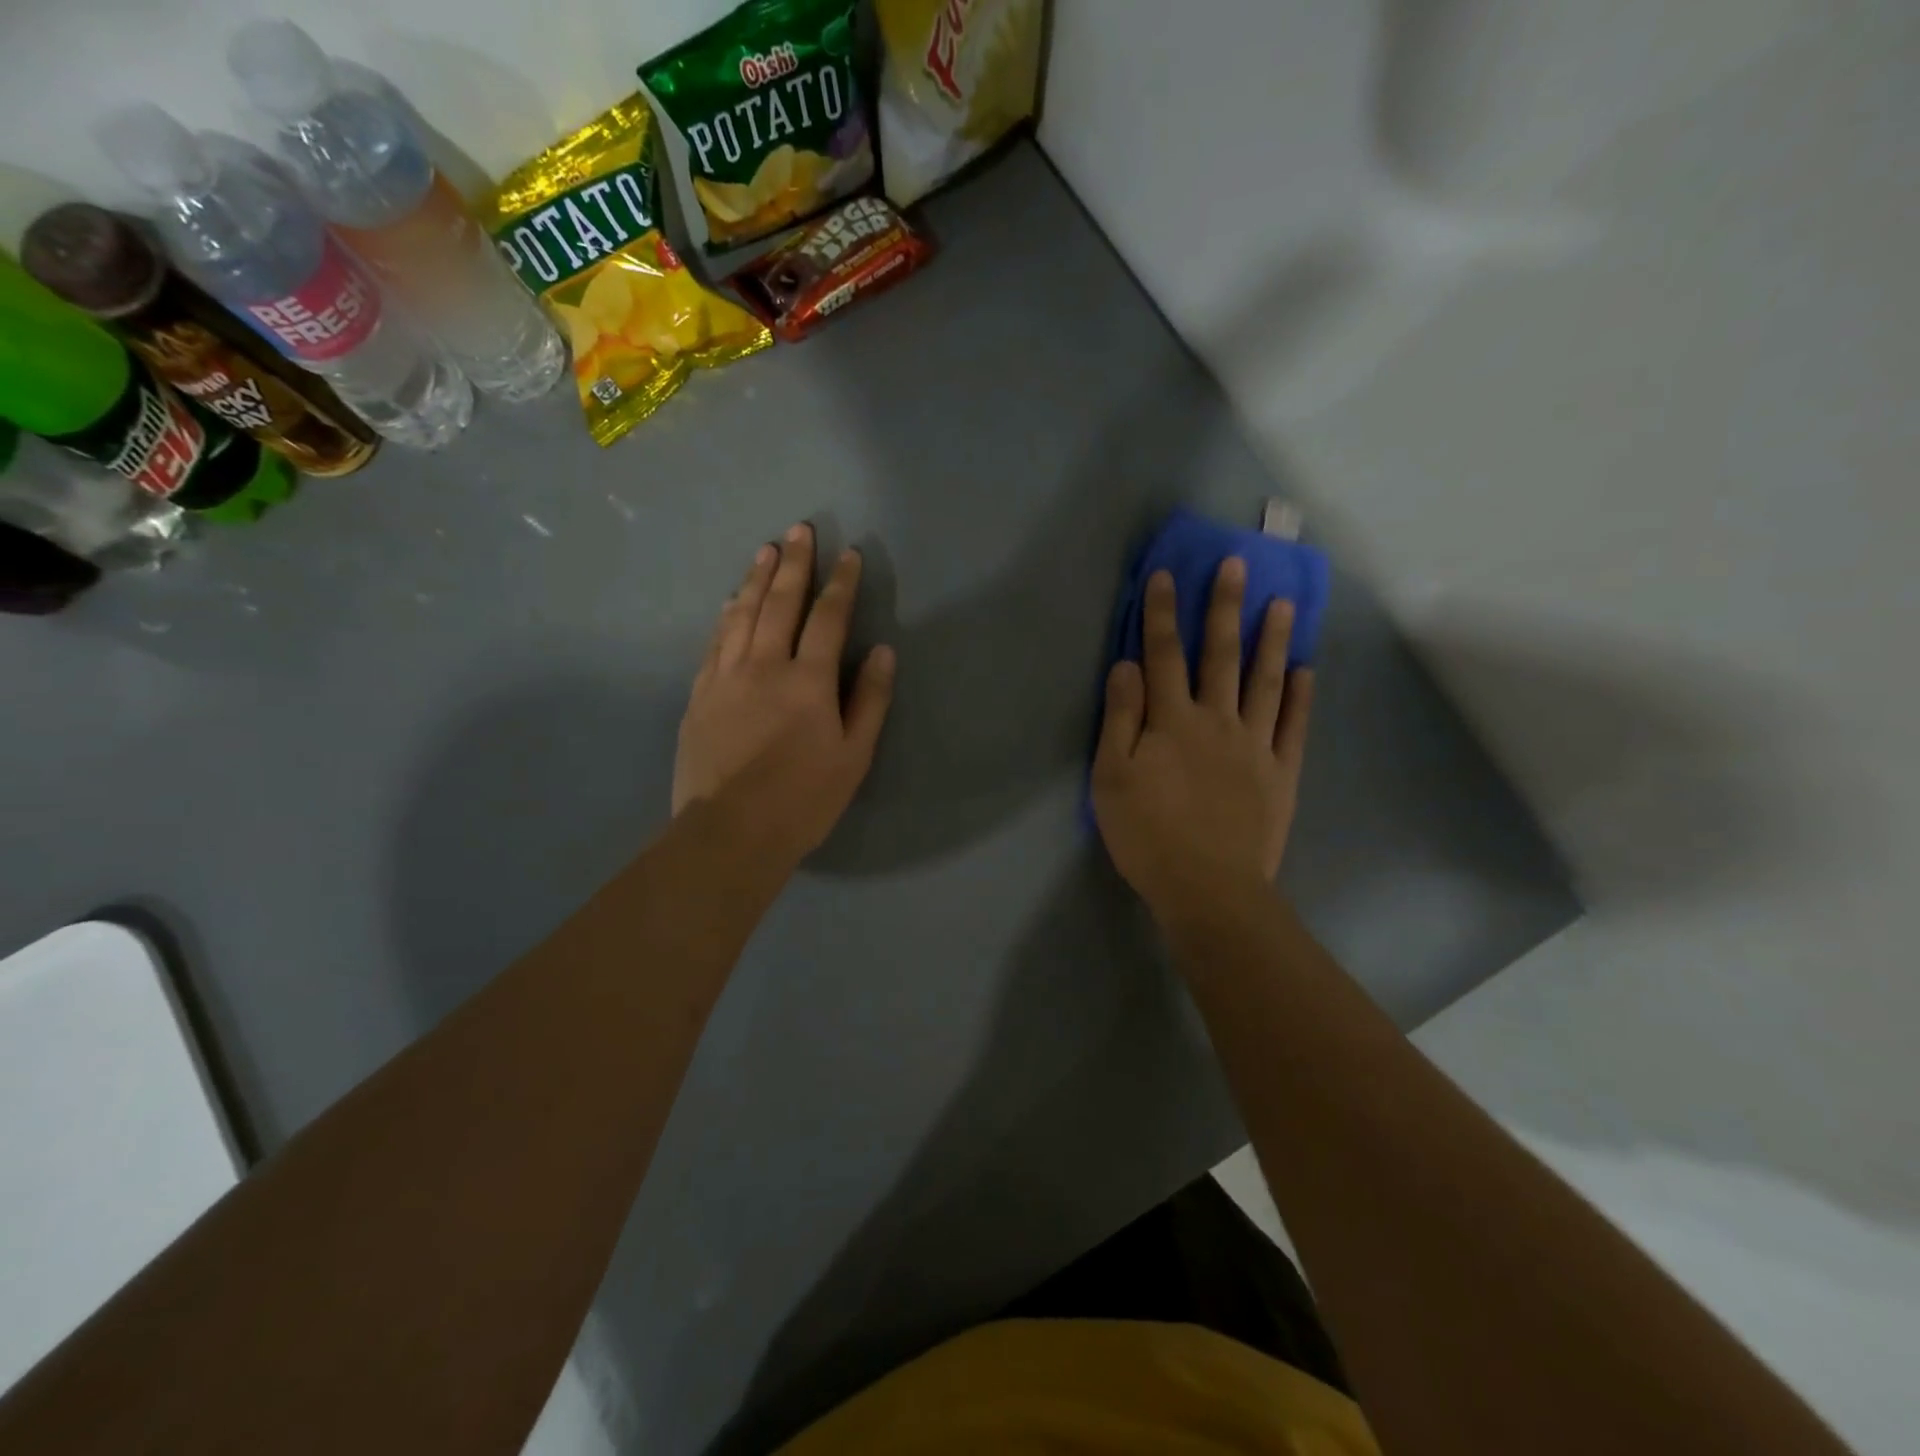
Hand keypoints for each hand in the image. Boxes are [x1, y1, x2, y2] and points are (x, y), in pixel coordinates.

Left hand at [674, 522, 894, 863]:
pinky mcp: (699, 695)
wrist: (729, 833)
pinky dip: (726, 615)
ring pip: (741, 614)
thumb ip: (869, 700)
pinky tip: (730, 602)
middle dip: (794, 563)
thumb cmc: (803, 799)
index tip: (849, 555)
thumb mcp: (853, 756)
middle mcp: (764, 666)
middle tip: (799, 529)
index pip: (828, 618)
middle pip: (780, 602)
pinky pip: (714, 642)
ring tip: (765, 550)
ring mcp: (725, 677)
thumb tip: (882, 652)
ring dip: (756, 579)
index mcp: (807, 681)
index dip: (841, 583)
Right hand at [1091, 559, 1314, 926]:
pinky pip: (1293, 727)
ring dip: (1271, 640)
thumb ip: (1120, 718)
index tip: (1166, 575)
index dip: (1162, 614)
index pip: (1163, 655)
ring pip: (1264, 682)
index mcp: (1172, 721)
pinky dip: (1299, 697)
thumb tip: (1126, 666)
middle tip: (1237, 565)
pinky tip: (1304, 671)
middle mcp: (1217, 721)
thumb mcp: (1111, 778)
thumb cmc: (1148, 834)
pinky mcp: (1281, 774)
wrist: (1208, 888)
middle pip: (1221, 655)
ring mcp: (1255, 745)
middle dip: (1225, 608)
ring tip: (1283, 603)